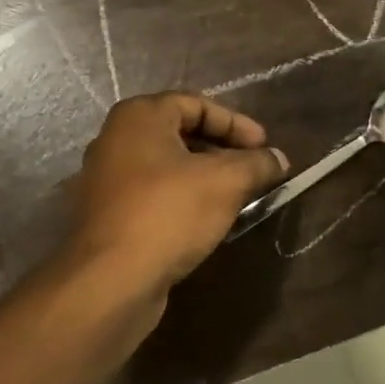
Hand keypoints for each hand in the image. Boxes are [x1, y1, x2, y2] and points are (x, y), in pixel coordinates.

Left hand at [68, 93, 288, 291]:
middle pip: (180, 133)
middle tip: (253, 170)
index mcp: (139, 116)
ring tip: (237, 197)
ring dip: (204, 177)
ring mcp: (106, 178)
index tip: (264, 147)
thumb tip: (278, 159)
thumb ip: (257, 164)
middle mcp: (116, 139)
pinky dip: (183, 199)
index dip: (236, 123)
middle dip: (222, 150)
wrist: (112, 279)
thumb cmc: (169, 214)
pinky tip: (207, 220)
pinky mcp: (108, 214)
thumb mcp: (226, 182)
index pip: (196, 104)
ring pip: (167, 166)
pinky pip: (153, 194)